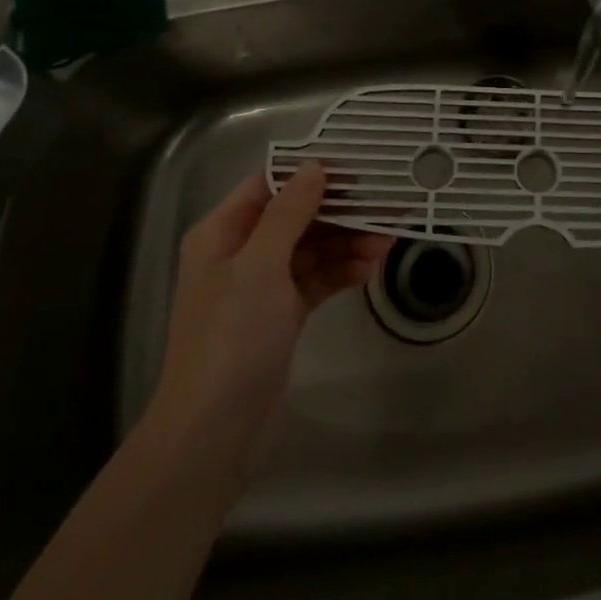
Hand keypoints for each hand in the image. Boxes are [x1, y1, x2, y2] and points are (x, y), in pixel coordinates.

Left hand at [143, 163, 391, 480]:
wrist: (213, 433)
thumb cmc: (231, 337)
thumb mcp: (260, 265)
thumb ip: (289, 212)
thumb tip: (314, 166)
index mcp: (223, 232)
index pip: (269, 185)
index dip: (309, 173)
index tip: (355, 167)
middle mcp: (241, 252)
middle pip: (297, 216)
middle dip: (340, 211)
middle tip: (385, 204)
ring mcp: (261, 287)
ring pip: (312, 248)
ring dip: (347, 242)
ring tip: (387, 242)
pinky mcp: (281, 316)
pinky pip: (316, 280)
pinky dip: (341, 272)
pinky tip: (369, 269)